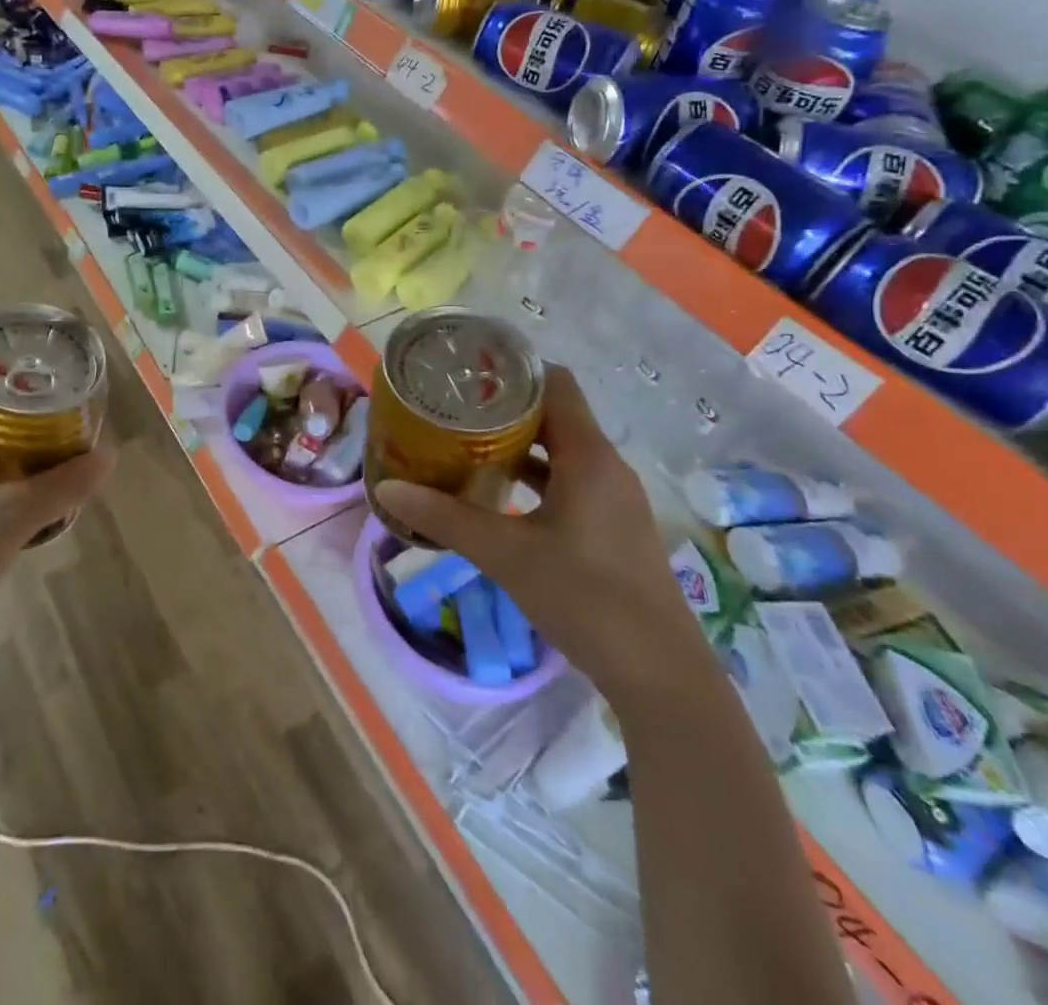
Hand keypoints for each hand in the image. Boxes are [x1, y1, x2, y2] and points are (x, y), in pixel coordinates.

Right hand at [374, 364, 707, 707]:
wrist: (661, 676)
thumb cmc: (586, 598)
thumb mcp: (506, 554)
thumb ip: (445, 518)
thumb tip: (387, 490)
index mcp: (589, 457)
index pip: (555, 384)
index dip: (512, 370)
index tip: (466, 372)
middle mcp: (606, 467)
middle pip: (554, 415)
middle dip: (503, 408)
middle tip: (451, 409)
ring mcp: (612, 498)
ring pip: (560, 451)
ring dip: (516, 445)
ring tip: (464, 444)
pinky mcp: (611, 527)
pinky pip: (568, 481)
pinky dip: (532, 478)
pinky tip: (496, 495)